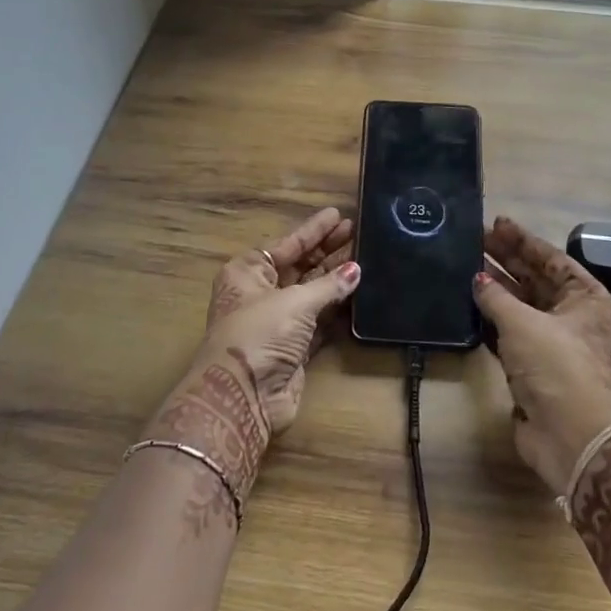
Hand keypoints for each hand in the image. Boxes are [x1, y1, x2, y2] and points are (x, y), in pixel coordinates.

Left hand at [197, 206, 357, 436]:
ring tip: (365, 256)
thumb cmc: (260, 334)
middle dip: (327, 250)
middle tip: (357, 231)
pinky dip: (337, 308)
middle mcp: (261, 293)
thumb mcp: (294, 301)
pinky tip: (359, 292)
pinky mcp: (294, 347)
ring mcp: (278, 322)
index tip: (337, 215)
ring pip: (312, 292)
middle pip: (300, 265)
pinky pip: (320, 320)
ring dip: (336, 277)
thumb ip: (328, 285)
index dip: (313, 230)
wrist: (244, 395)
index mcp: (248, 273)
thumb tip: (356, 270)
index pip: (286, 244)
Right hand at [473, 216, 610, 494]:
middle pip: (535, 280)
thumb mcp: (524, 323)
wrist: (571, 434)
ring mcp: (551, 343)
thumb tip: (477, 279)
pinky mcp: (532, 368)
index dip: (523, 241)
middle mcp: (572, 317)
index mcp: (585, 298)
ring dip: (496, 289)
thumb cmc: (556, 366)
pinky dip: (490, 319)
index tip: (497, 223)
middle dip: (506, 260)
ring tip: (466, 267)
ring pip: (520, 307)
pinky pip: (508, 334)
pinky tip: (469, 304)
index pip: (552, 259)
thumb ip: (496, 297)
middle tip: (475, 240)